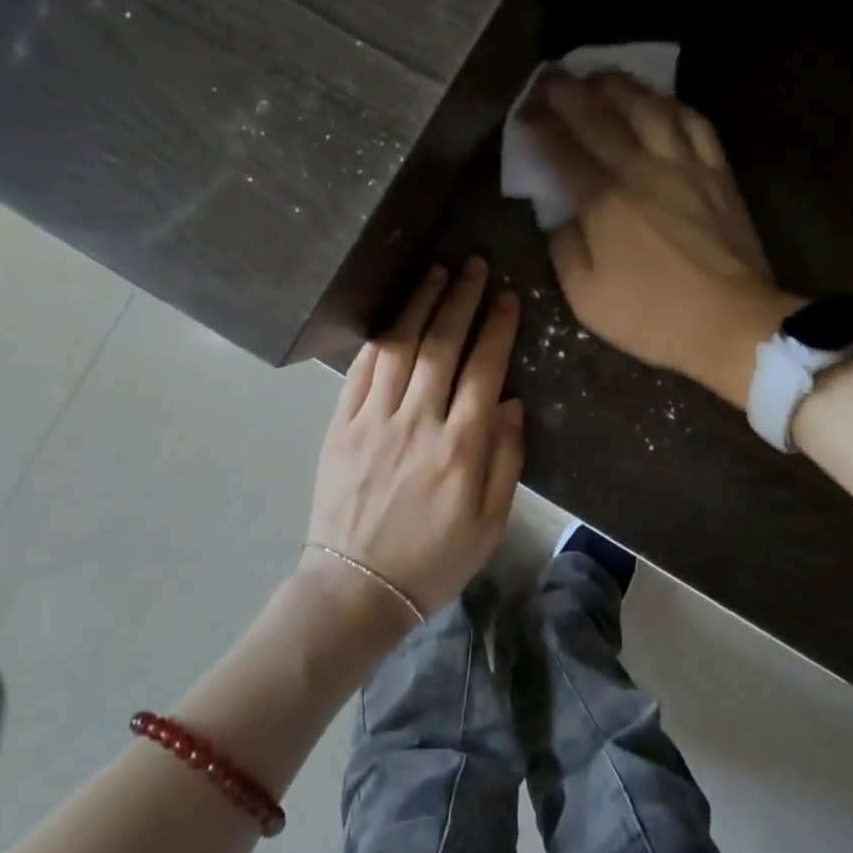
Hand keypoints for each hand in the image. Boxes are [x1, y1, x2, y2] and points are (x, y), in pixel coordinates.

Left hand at [306, 258, 524, 625]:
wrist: (358, 587)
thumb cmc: (434, 558)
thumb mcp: (490, 522)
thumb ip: (505, 459)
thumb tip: (510, 402)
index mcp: (461, 448)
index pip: (484, 369)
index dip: (497, 326)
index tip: (506, 296)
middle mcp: (419, 422)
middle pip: (442, 345)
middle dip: (461, 299)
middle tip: (473, 265)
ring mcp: (375, 420)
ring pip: (402, 347)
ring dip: (421, 305)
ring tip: (437, 273)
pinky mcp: (342, 425)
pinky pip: (362, 370)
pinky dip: (380, 337)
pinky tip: (395, 316)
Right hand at [527, 71, 801, 410]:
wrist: (733, 324)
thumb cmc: (654, 316)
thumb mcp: (586, 298)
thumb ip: (565, 249)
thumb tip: (561, 215)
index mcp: (604, 202)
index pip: (563, 149)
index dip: (539, 125)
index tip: (525, 112)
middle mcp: (642, 170)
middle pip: (600, 116)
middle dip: (568, 91)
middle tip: (549, 77)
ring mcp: (685, 166)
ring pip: (649, 107)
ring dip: (619, 85)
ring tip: (599, 75)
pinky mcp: (718, 173)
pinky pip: (695, 123)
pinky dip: (672, 104)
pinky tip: (659, 100)